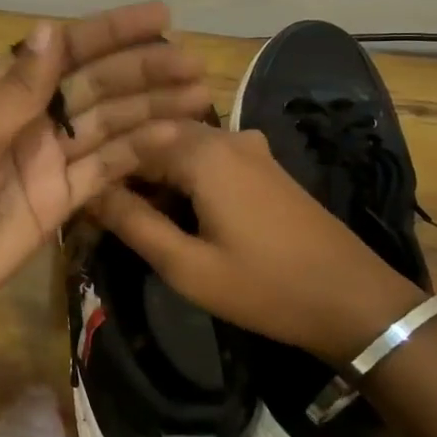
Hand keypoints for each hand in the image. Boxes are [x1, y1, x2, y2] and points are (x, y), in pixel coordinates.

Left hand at [0, 4, 211, 335]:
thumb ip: (16, 91)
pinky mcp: (60, 199)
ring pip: (108, 125)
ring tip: (200, 96)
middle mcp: (29, 117)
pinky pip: (105, 170)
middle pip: (94, 86)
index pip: (63, 51)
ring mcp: (47, 159)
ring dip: (151, 109)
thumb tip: (50, 28)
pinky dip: (138, 154)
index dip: (110, 33)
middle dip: (142, 72)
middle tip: (194, 65)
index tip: (160, 19)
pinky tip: (175, 139)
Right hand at [90, 119, 426, 360]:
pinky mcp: (264, 164)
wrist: (356, 301)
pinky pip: (208, 157)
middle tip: (102, 212)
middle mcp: (223, 135)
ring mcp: (249, 147)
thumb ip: (133, 224)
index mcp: (201, 151)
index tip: (80, 201)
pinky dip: (183, 177)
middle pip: (154, 138)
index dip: (100, 170)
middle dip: (126, 171)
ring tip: (133, 216)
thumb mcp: (187, 266)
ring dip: (154, 175)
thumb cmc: (265, 286)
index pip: (128, 142)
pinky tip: (177, 211)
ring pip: (180, 147)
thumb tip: (87, 193)